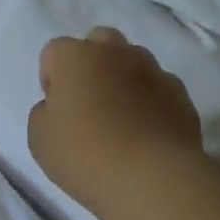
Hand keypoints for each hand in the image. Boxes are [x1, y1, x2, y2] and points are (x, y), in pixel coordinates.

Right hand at [27, 27, 203, 219]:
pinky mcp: (180, 93)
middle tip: (89, 103)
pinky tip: (148, 132)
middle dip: (91, 64)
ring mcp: (152, 70)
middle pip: (98, 42)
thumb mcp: (40, 139)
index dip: (52, 78)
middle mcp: (115, 52)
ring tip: (122, 118)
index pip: (55, 51)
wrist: (153, 177)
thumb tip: (59, 106)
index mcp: (76, 56)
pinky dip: (152, 101)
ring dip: (124, 78)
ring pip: (133, 60)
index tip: (57, 109)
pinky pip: (159, 87)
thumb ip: (43, 112)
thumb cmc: (86, 154)